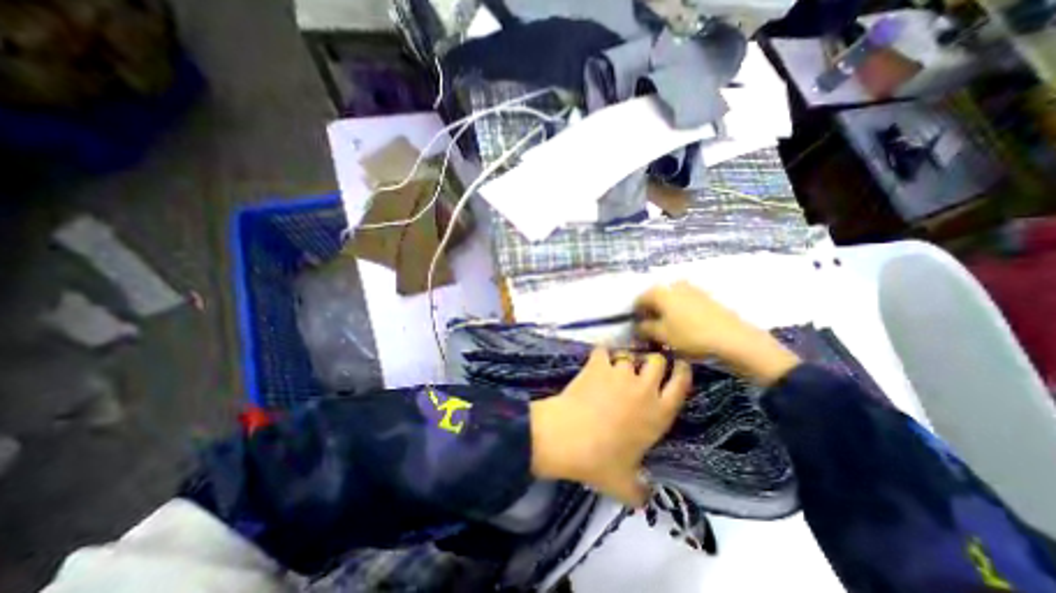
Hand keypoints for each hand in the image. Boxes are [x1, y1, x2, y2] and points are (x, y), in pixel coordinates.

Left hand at [528, 349, 694, 506]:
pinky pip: (603, 350)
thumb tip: (647, 498)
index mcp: (658, 414)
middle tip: (644, 368)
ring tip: (616, 367)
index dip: (682, 372)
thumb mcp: (625, 485)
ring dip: (625, 360)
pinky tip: (597, 360)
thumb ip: (640, 491)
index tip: (680, 365)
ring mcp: (620, 373)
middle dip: (653, 362)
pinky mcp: (598, 365)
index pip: (681, 384)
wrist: (567, 437)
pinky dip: (601, 354)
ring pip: (630, 355)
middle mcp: (643, 389)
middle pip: (657, 361)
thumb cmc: (600, 461)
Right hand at [635, 280, 800, 383]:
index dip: (635, 315)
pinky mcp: (706, 297)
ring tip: (668, 329)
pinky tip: (684, 326)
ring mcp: (692, 289)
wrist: (733, 339)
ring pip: (670, 300)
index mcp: (660, 292)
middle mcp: (674, 285)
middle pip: (655, 298)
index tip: (638, 329)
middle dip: (651, 313)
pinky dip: (679, 312)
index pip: (639, 300)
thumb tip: (638, 325)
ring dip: (665, 313)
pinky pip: (684, 302)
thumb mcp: (661, 335)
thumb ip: (644, 328)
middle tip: (652, 330)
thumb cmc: (690, 336)